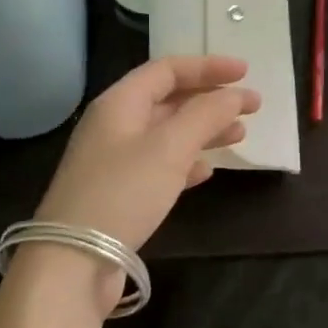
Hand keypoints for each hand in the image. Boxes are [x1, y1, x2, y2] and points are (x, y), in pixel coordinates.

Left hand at [36, 53, 259, 251]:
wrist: (74, 260)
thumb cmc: (123, 193)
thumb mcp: (169, 148)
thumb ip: (205, 115)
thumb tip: (235, 94)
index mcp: (119, 104)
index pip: (166, 70)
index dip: (207, 67)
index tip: (246, 73)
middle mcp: (114, 126)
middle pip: (168, 101)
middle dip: (210, 100)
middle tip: (252, 107)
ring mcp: (115, 162)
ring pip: (167, 135)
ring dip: (204, 131)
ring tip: (239, 136)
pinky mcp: (120, 194)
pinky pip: (159, 167)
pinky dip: (186, 163)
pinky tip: (207, 171)